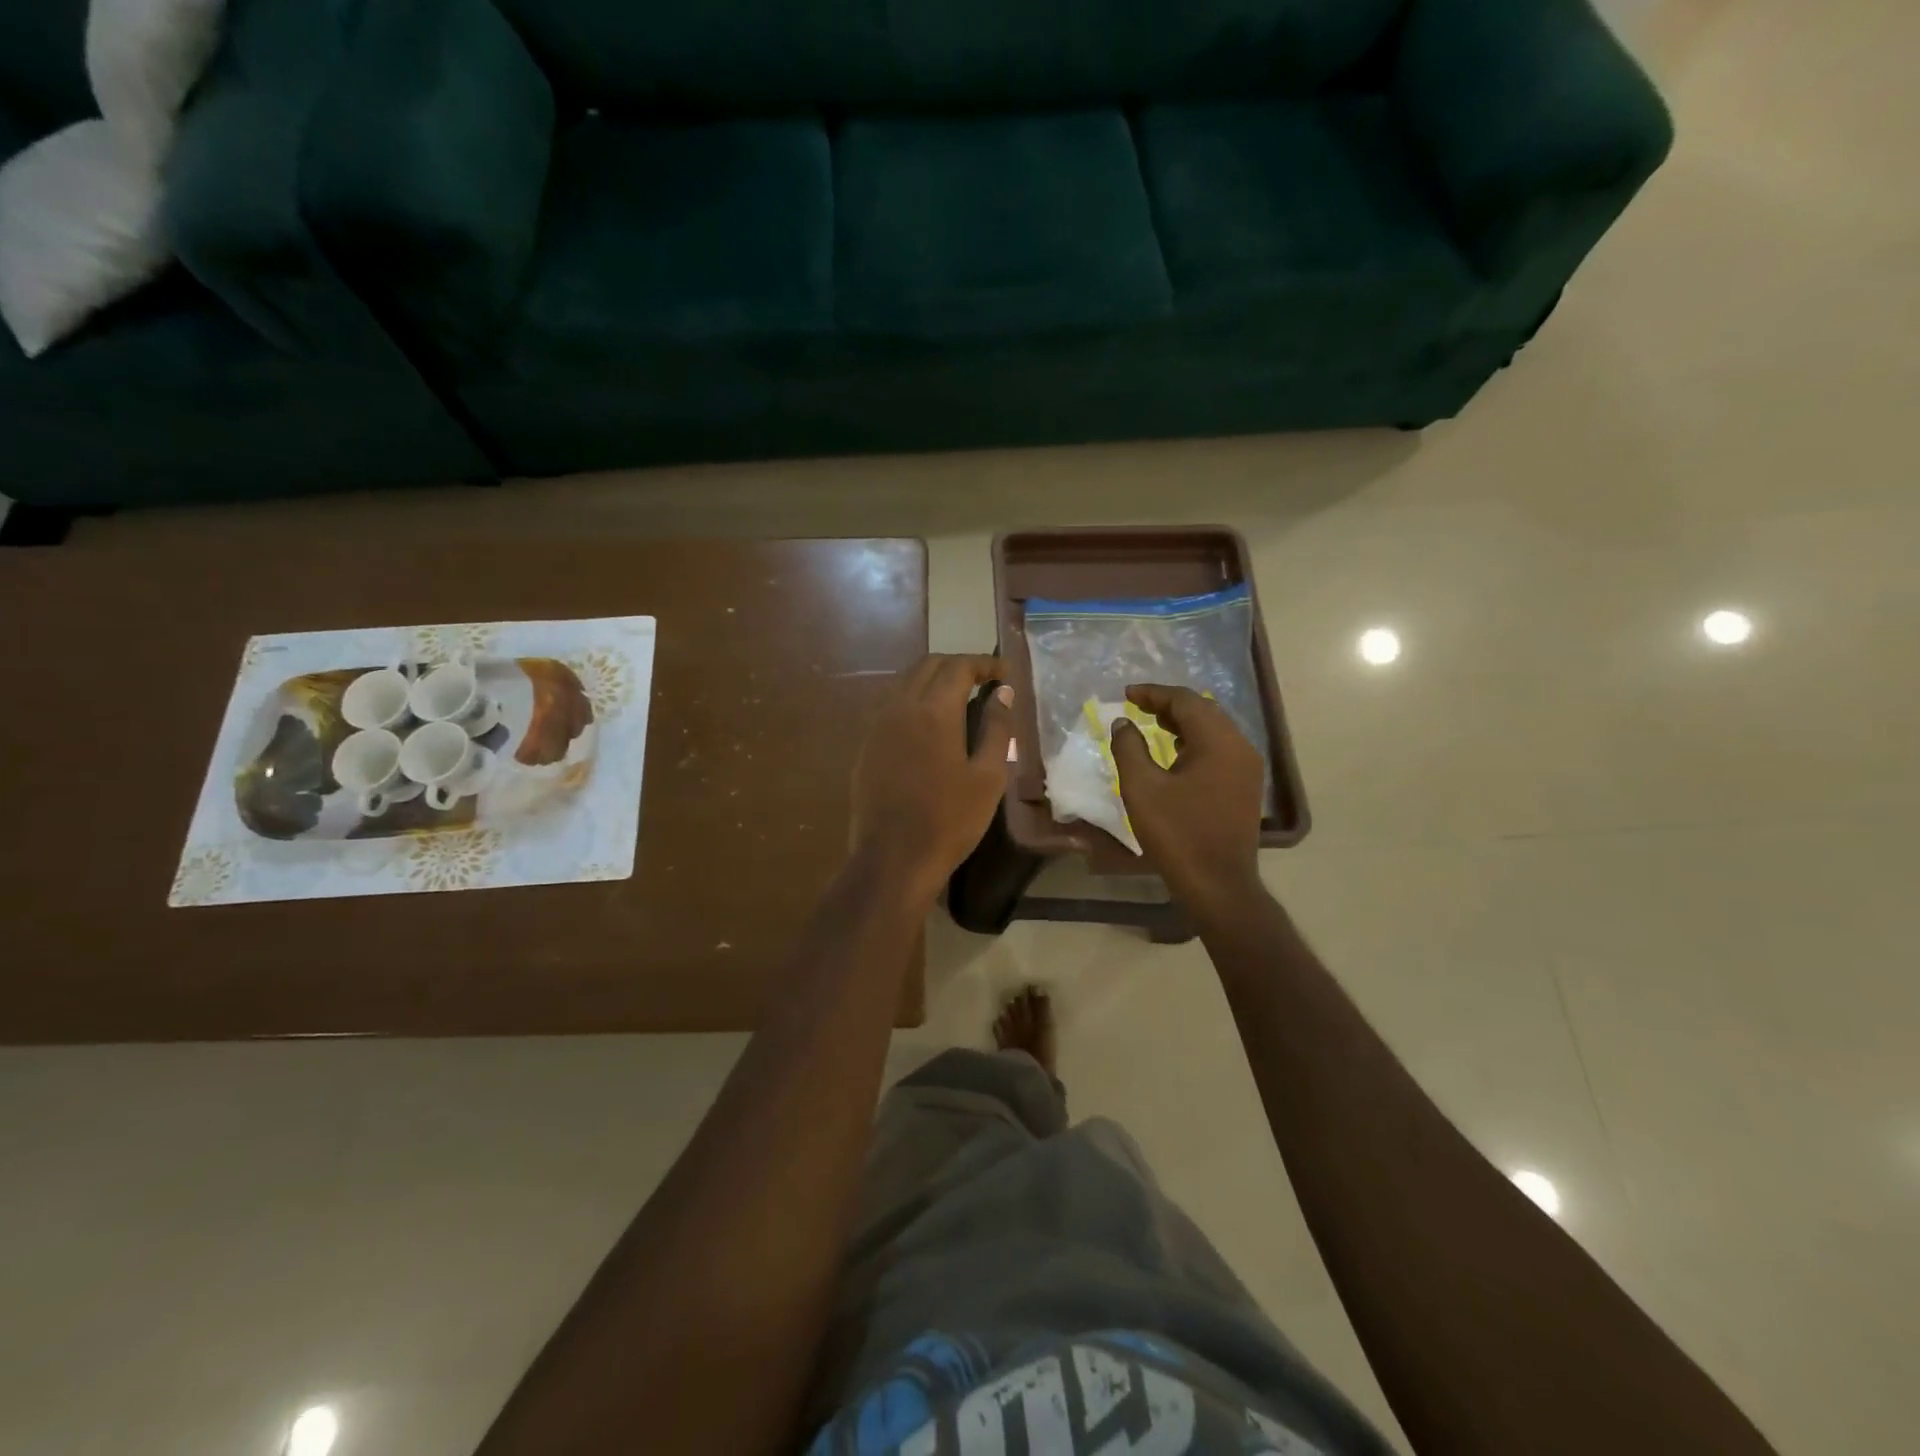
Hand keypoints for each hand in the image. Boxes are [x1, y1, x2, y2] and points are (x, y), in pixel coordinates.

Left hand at [851, 654, 1012, 900]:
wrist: (893, 858)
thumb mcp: (988, 776)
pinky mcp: (867, 746)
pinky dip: (915, 700)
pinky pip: (892, 706)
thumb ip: (997, 728)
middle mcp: (900, 707)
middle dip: (958, 665)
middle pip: (928, 666)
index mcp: (933, 710)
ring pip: (905, 683)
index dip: (984, 664)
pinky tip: (931, 724)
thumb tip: (1002, 692)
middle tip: (984, 681)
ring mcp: (878, 726)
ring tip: (960, 699)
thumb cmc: (950, 819)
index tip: (1005, 673)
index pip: (959, 666)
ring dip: (933, 680)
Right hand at [1110, 684, 1264, 913]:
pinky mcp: (1246, 786)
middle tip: (1138, 706)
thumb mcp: (1141, 788)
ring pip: (1214, 729)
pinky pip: (1220, 749)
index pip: (1185, 701)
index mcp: (1218, 741)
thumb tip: (1123, 723)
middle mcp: (1240, 747)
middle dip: (1169, 704)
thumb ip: (1129, 748)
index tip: (1126, 694)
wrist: (1217, 884)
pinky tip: (1175, 752)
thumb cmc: (1177, 833)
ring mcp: (1247, 768)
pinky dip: (1195, 741)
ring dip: (1183, 722)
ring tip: (1152, 724)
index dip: (1154, 694)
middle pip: (1203, 710)